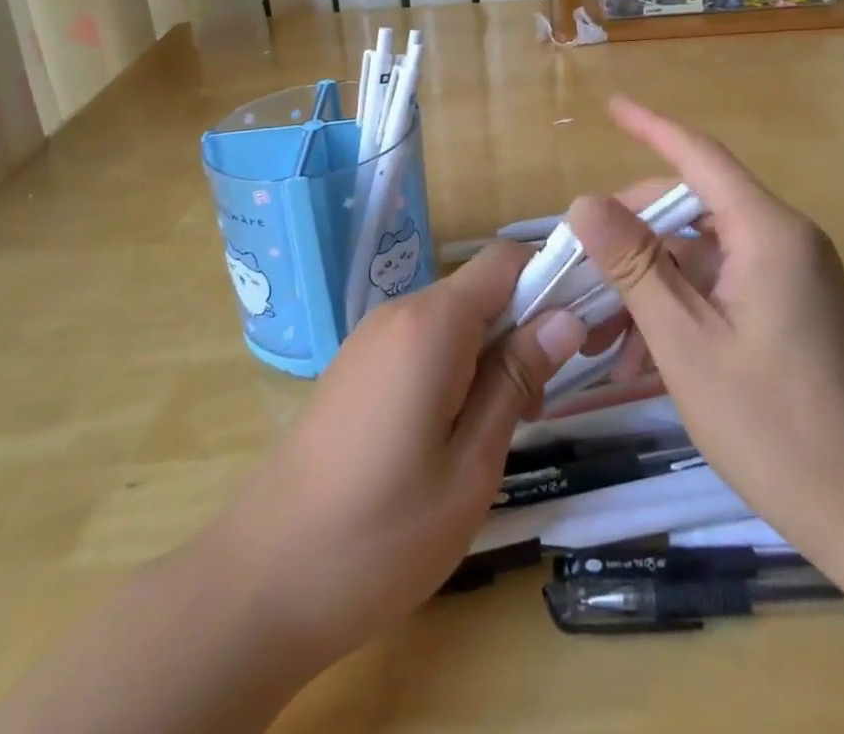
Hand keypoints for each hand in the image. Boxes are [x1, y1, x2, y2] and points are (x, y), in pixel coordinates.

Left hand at [210, 243, 585, 668]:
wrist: (259, 582)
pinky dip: (456, 364)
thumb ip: (517, 380)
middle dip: (526, 324)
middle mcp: (400, 312)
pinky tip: (456, 429)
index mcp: (432, 324)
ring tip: (507, 422)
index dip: (552, 278)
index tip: (584, 328)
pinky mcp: (357, 366)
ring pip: (455, 317)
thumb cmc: (380, 534)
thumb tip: (566, 317)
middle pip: (481, 288)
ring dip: (492, 350)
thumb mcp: (470, 465)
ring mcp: (372, 338)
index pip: (506, 260)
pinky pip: (424, 341)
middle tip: (547, 396)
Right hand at [567, 98, 843, 559]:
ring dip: (650, 284)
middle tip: (581, 266)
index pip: (699, 155)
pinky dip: (680, 309)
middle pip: (694, 207)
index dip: (651, 127)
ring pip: (702, 255)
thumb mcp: (687, 343)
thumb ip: (634, 265)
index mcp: (767, 232)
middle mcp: (784, 240)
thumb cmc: (776, 426)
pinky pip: (723, 287)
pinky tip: (641, 361)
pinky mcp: (792, 310)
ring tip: (600, 334)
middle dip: (633, 233)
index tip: (611, 107)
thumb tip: (584, 201)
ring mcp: (791, 277)